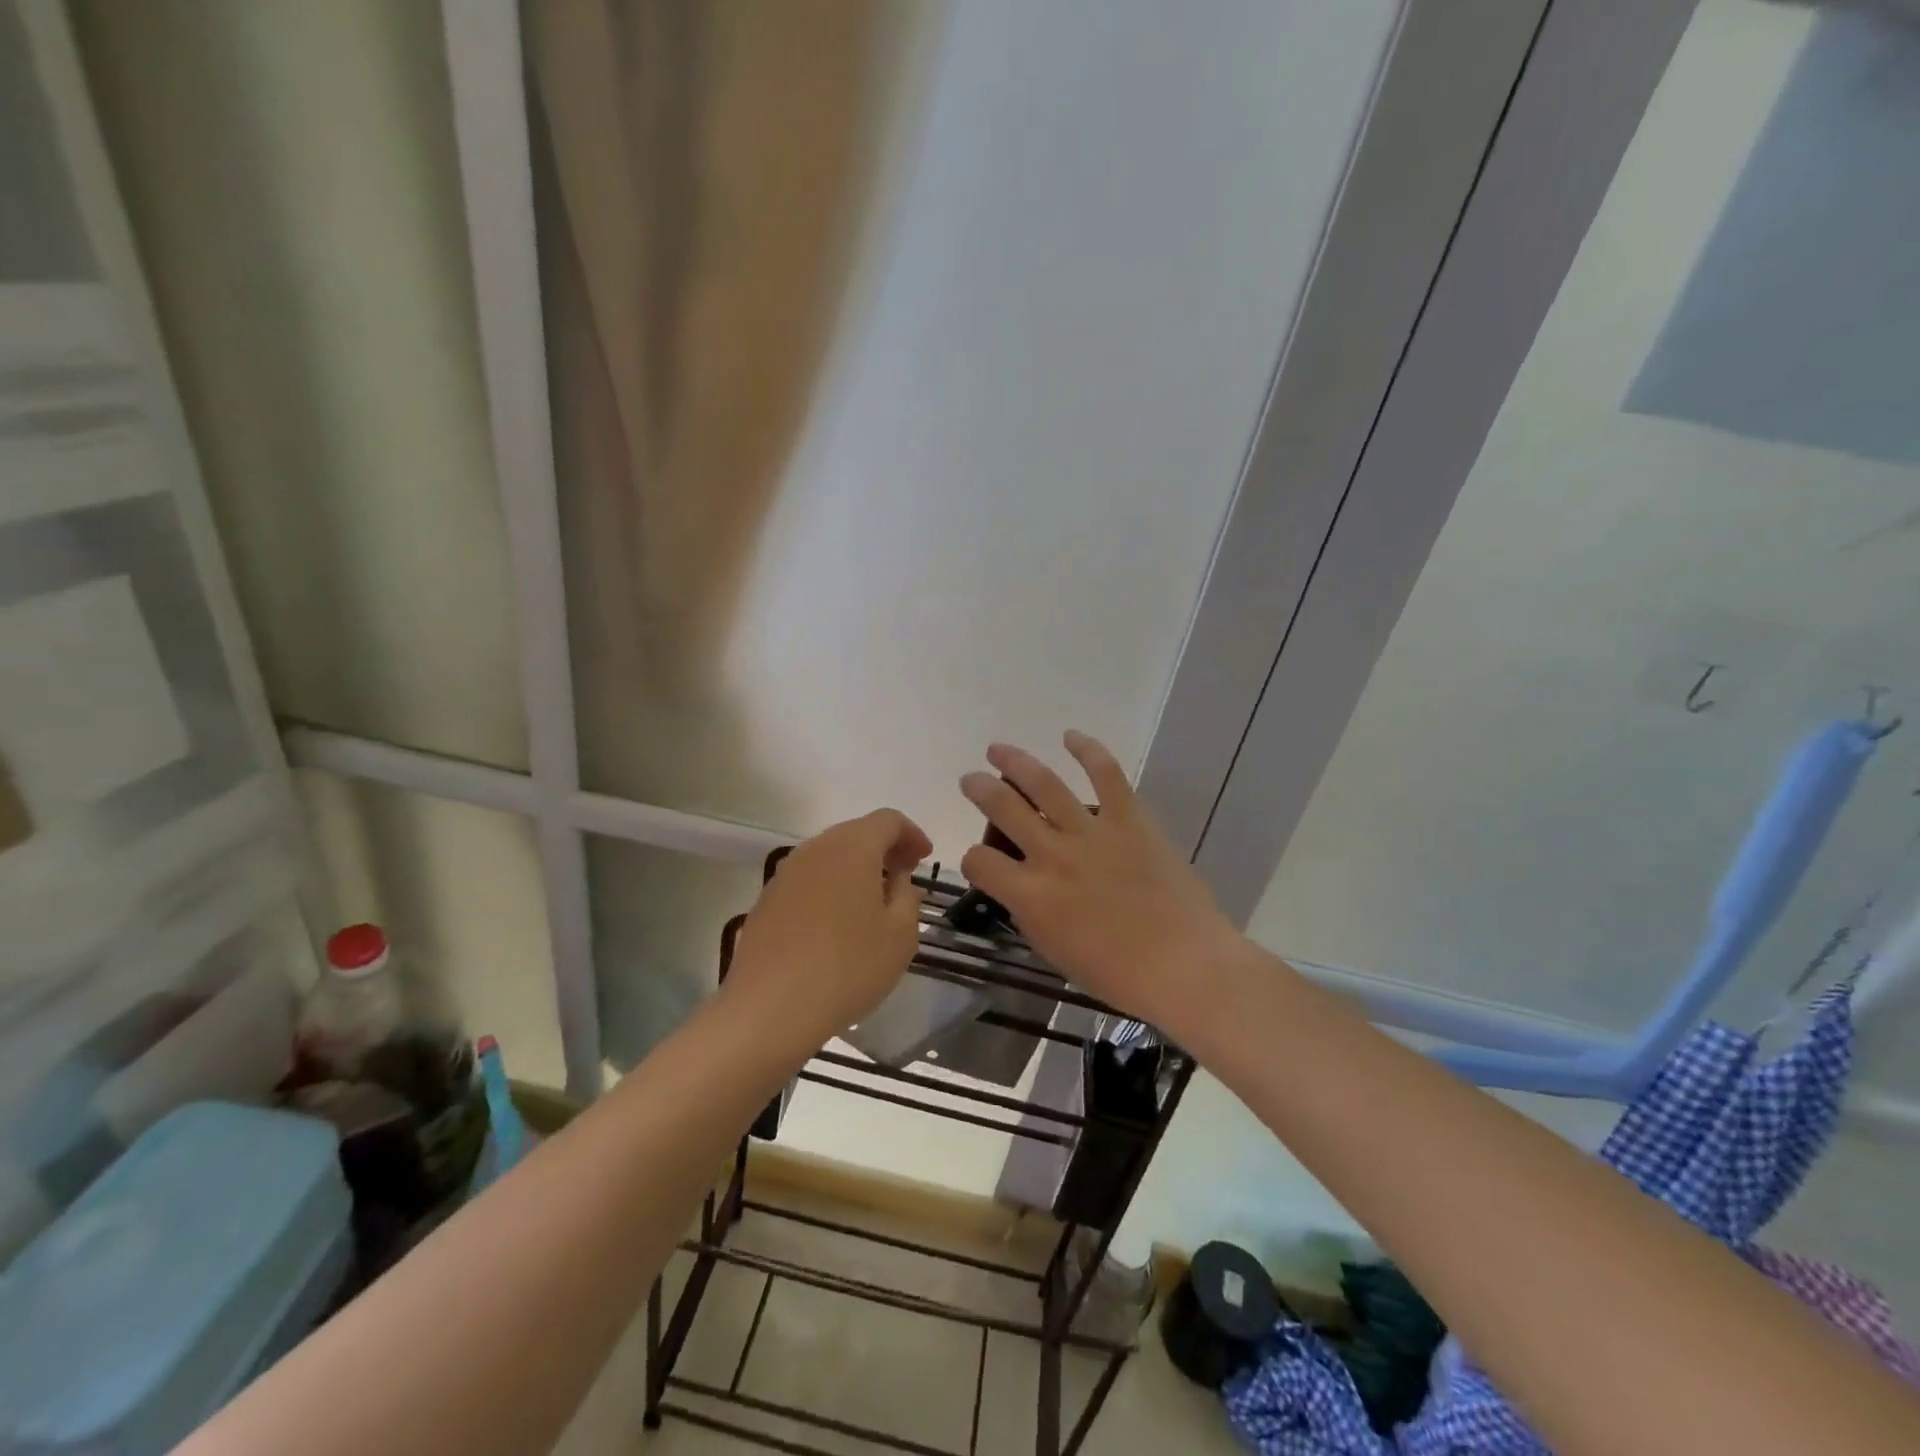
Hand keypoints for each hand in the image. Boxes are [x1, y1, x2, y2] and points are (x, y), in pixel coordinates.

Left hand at [725, 809, 931, 1052]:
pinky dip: (831, 887)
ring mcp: (785, 873)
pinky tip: (838, 922)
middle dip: (884, 849)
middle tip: (905, 876)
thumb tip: (897, 880)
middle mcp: (815, 849)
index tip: (925, 859)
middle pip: (856, 832)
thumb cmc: (848, 967)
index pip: (888, 820)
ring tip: (874, 900)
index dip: (911, 834)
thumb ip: (907, 897)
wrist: (769, 1009)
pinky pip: (809, 880)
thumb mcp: (900, 936)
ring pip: (830, 856)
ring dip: (856, 868)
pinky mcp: (767, 900)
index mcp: (852, 848)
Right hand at [959, 732, 1236, 1035]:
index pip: (980, 863)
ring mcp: (1090, 832)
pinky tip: (1071, 736)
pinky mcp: (1129, 819)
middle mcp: (1052, 855)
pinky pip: (1106, 774)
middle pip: (1002, 808)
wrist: (1183, 965)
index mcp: (1030, 895)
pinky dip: (1088, 750)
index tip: (981, 861)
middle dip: (980, 789)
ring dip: (1016, 762)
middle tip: (971, 779)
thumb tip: (1023, 890)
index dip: (973, 859)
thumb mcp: (1055, 951)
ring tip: (998, 749)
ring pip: (1043, 784)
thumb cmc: (1117, 974)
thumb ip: (1031, 913)